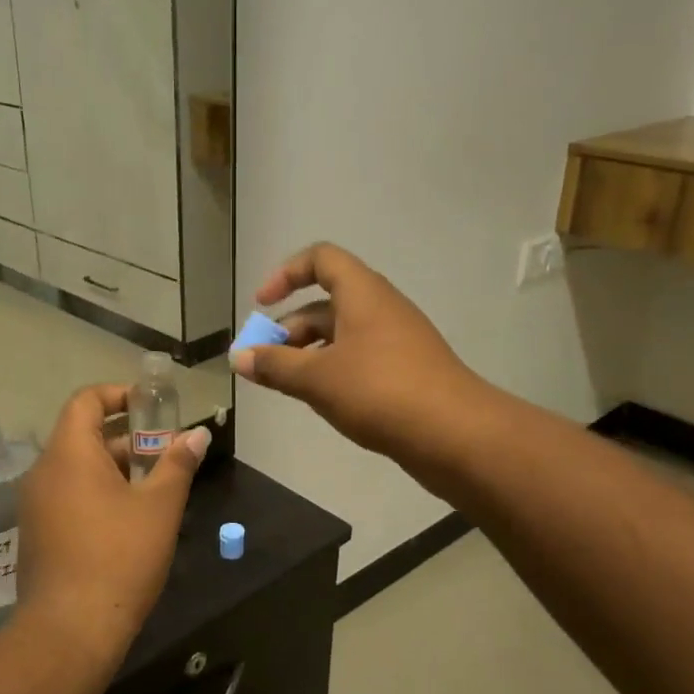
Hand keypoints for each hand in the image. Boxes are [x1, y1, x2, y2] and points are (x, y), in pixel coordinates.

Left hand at [15, 384, 210, 666]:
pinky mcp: (37, 534)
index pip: (86, 400)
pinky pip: (68, 495)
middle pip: (83, 435)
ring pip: (77, 468)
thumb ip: (177, 464)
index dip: (119, 394)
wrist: (69, 630)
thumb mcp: (159, 507)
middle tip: (165, 453)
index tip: (151, 408)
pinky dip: (97, 493)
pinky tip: (129, 520)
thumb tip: (197, 434)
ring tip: (155, 488)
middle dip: (126, 437)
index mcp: (69, 454)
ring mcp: (35, 505)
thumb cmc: (119, 557)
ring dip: (114, 468)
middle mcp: (44, 472)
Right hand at [233, 243, 478, 462]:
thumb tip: (238, 357)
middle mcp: (381, 308)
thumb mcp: (317, 378)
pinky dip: (334, 370)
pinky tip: (321, 401)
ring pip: (342, 335)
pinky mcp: (406, 371)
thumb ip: (274, 365)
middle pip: (326, 302)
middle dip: (289, 328)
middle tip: (264, 362)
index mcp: (362, 293)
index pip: (320, 259)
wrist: (455, 433)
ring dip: (309, 353)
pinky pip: (360, 358)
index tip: (261, 305)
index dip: (286, 274)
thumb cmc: (379, 391)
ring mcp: (397, 340)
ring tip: (285, 385)